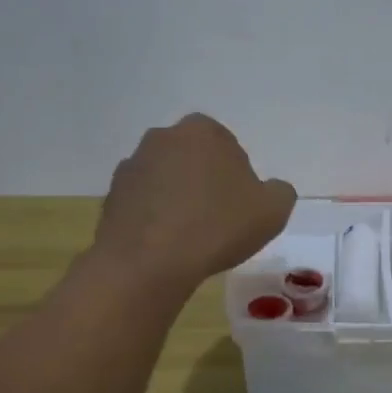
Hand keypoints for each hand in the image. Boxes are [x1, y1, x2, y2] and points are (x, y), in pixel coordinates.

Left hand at [95, 114, 295, 288]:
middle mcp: (162, 137)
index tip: (240, 208)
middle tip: (218, 221)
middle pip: (195, 160)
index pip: (230, 148)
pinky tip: (165, 245)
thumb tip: (268, 190)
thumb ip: (279, 191)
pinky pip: (144, 203)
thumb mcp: (274, 210)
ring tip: (190, 237)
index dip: (239, 180)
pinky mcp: (112, 195)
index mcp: (203, 130)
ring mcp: (132, 165)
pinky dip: (155, 218)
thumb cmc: (217, 227)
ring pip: (167, 180)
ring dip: (178, 200)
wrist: (149, 262)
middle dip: (206, 184)